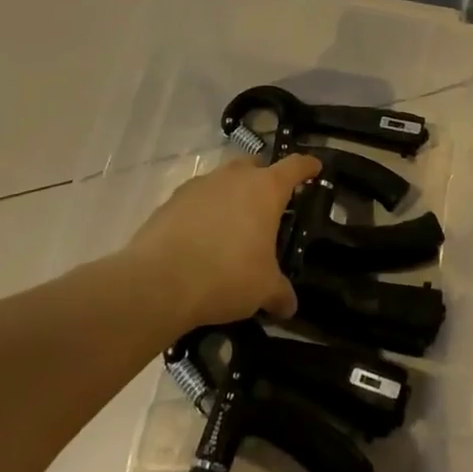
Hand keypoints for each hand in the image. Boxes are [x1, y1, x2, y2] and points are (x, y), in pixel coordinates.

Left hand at [105, 154, 318, 331]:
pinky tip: (201, 236)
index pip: (295, 166)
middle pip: (256, 165)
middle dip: (265, 177)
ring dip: (231, 194)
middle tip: (269, 202)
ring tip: (233, 223)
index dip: (307, 166)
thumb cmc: (226, 276)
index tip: (315, 167)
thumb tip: (289, 306)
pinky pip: (196, 199)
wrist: (157, 283)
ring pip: (223, 179)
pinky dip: (203, 210)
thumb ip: (280, 293)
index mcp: (265, 189)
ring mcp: (199, 186)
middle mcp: (234, 178)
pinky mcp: (170, 201)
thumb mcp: (263, 289)